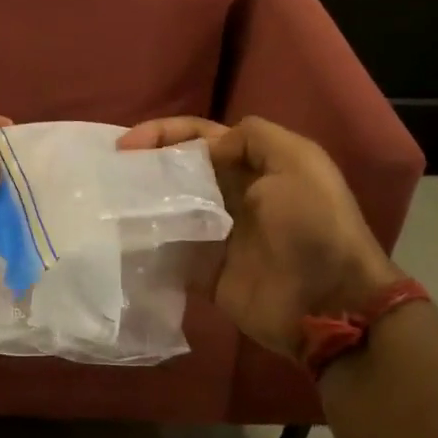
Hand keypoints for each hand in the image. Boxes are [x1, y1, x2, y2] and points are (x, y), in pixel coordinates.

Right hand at [117, 115, 399, 363]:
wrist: (330, 303)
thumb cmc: (313, 224)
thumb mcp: (297, 161)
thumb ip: (252, 138)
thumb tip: (204, 149)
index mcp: (253, 165)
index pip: (199, 136)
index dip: (162, 133)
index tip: (125, 144)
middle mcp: (232, 195)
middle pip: (178, 170)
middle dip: (144, 166)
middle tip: (109, 172)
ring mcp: (216, 235)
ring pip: (168, 209)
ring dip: (141, 203)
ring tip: (107, 202)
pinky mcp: (205, 272)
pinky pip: (169, 252)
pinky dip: (146, 244)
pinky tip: (120, 238)